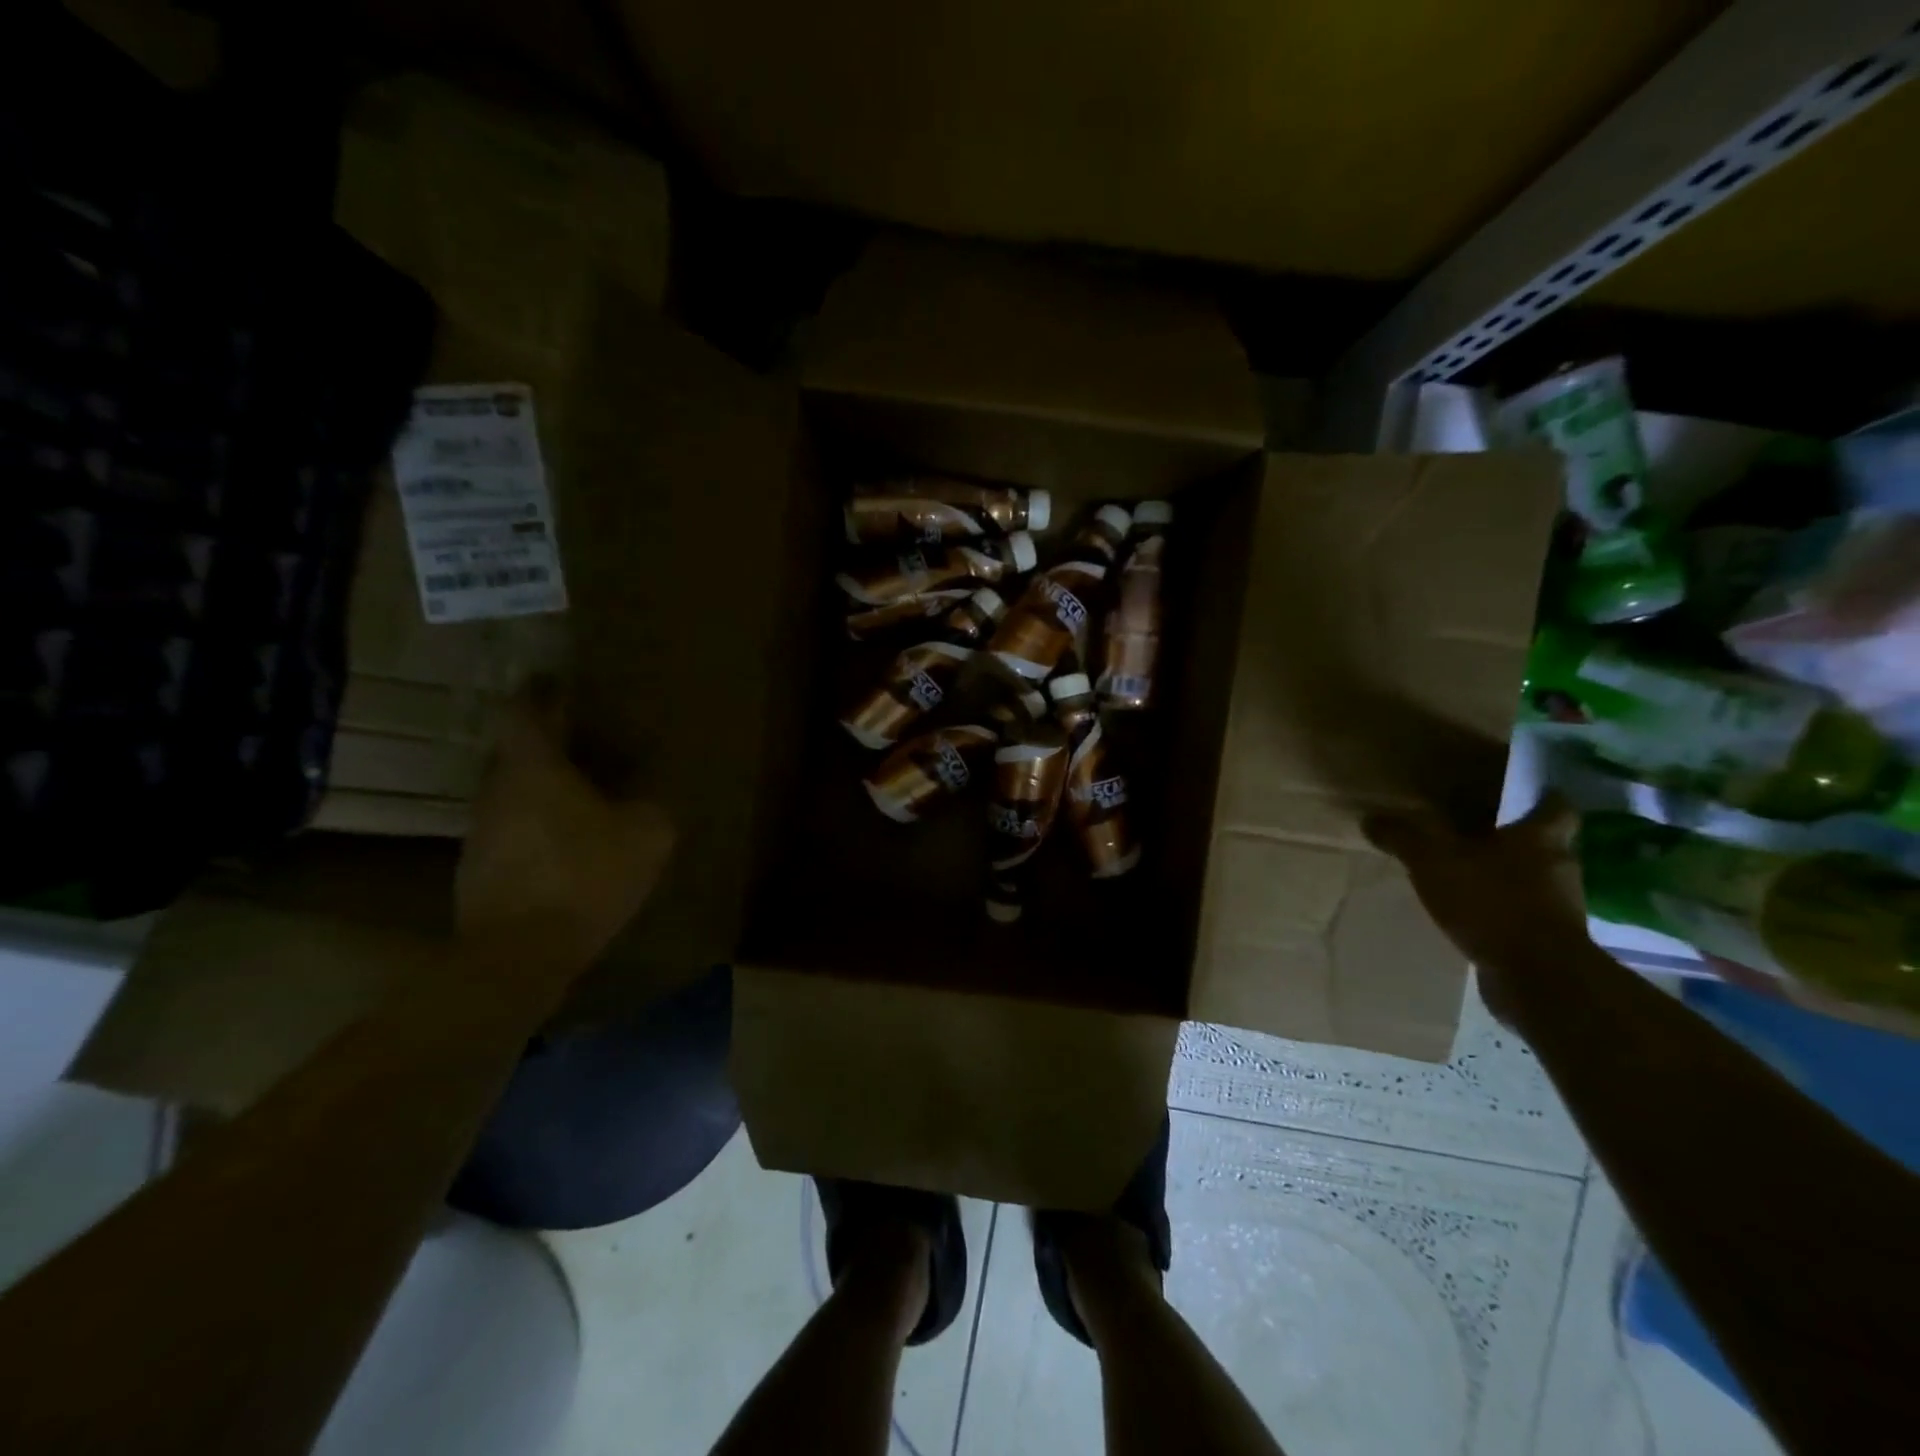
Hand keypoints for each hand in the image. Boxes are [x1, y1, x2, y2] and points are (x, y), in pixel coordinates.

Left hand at [456, 683, 674, 973]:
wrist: (519, 954)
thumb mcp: (647, 835)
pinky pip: (514, 832)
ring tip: (583, 799)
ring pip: (514, 794)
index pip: (524, 711)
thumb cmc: (584, 876)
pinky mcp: (479, 870)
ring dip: (543, 790)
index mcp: (534, 768)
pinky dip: (538, 828)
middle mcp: (498, 790)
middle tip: (585, 746)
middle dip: (548, 745)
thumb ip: (651, 806)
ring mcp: (482, 832)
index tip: (556, 683)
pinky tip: (569, 848)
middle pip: (517, 753)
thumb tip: (645, 801)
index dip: (540, 694)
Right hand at [1364, 795, 1589, 1024]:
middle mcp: (1560, 867)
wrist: (1537, 977)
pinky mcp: (1552, 942)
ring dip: (1509, 878)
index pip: (1556, 807)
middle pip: (1545, 845)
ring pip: (1536, 881)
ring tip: (1470, 877)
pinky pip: (1526, 916)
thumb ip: (1403, 837)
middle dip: (1517, 840)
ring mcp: (1561, 908)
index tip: (1525, 794)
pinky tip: (1475, 916)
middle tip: (1480, 835)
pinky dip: (1505, 912)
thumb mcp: (1432, 861)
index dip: (1543, 797)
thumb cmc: (1491, 902)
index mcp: (1540, 839)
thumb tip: (1372, 818)